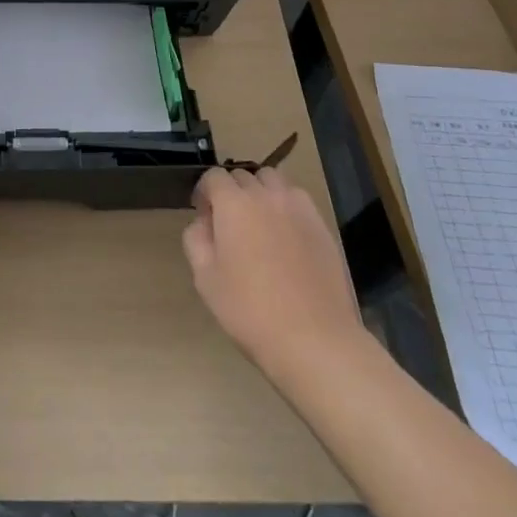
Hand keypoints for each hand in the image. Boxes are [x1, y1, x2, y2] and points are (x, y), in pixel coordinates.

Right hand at [183, 167, 364, 377]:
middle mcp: (265, 195)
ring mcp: (297, 207)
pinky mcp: (321, 225)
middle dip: (231, 192)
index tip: (204, 216)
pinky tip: (286, 235)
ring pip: (272, 180)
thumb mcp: (205, 279)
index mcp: (233, 203)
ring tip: (260, 222)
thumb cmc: (250, 310)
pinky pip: (297, 199)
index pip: (214, 177)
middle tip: (230, 224)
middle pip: (243, 176)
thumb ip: (196, 239)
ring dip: (260, 192)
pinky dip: (286, 205)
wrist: (314, 340)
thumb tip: (203, 222)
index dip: (205, 193)